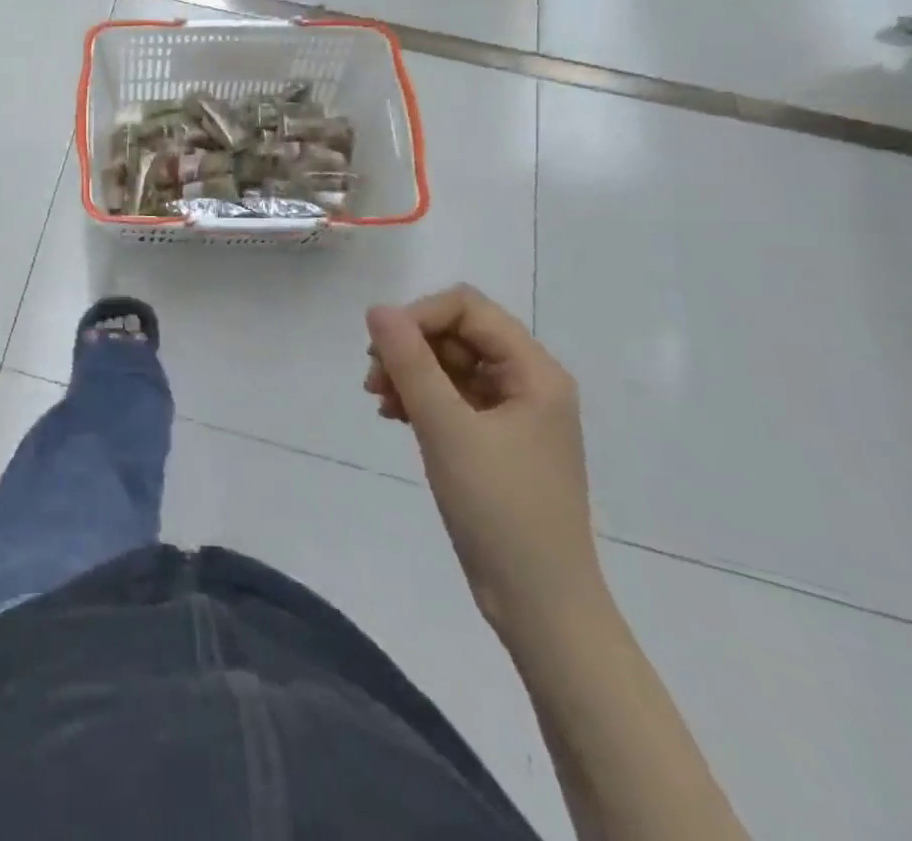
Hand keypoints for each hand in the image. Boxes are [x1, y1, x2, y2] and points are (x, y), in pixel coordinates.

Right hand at [365, 286, 603, 644]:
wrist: (539, 604)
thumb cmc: (500, 509)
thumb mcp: (447, 429)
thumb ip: (410, 362)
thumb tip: (377, 309)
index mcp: (534, 371)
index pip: (468, 308)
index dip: (419, 316)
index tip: (381, 349)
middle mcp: (528, 382)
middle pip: (458, 333)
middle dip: (410, 348)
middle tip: (372, 379)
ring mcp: (513, 412)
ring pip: (450, 364)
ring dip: (410, 373)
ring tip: (379, 401)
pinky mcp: (496, 440)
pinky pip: (452, 397)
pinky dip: (421, 398)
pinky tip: (394, 416)